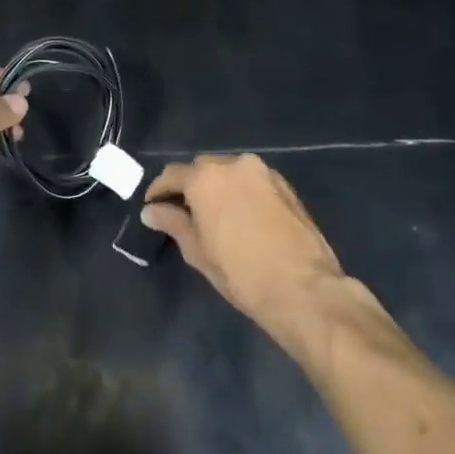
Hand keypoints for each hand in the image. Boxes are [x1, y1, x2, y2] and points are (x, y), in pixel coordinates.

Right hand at [142, 154, 343, 322]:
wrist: (303, 289)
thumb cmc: (240, 272)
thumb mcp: (197, 251)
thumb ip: (172, 223)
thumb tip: (151, 211)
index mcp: (206, 177)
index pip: (172, 175)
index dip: (159, 191)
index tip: (152, 207)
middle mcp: (234, 164)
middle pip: (202, 169)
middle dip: (190, 186)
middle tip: (183, 212)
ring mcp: (264, 173)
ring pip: (230, 172)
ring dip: (217, 187)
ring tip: (214, 214)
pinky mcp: (286, 186)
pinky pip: (252, 181)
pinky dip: (241, 192)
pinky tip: (241, 216)